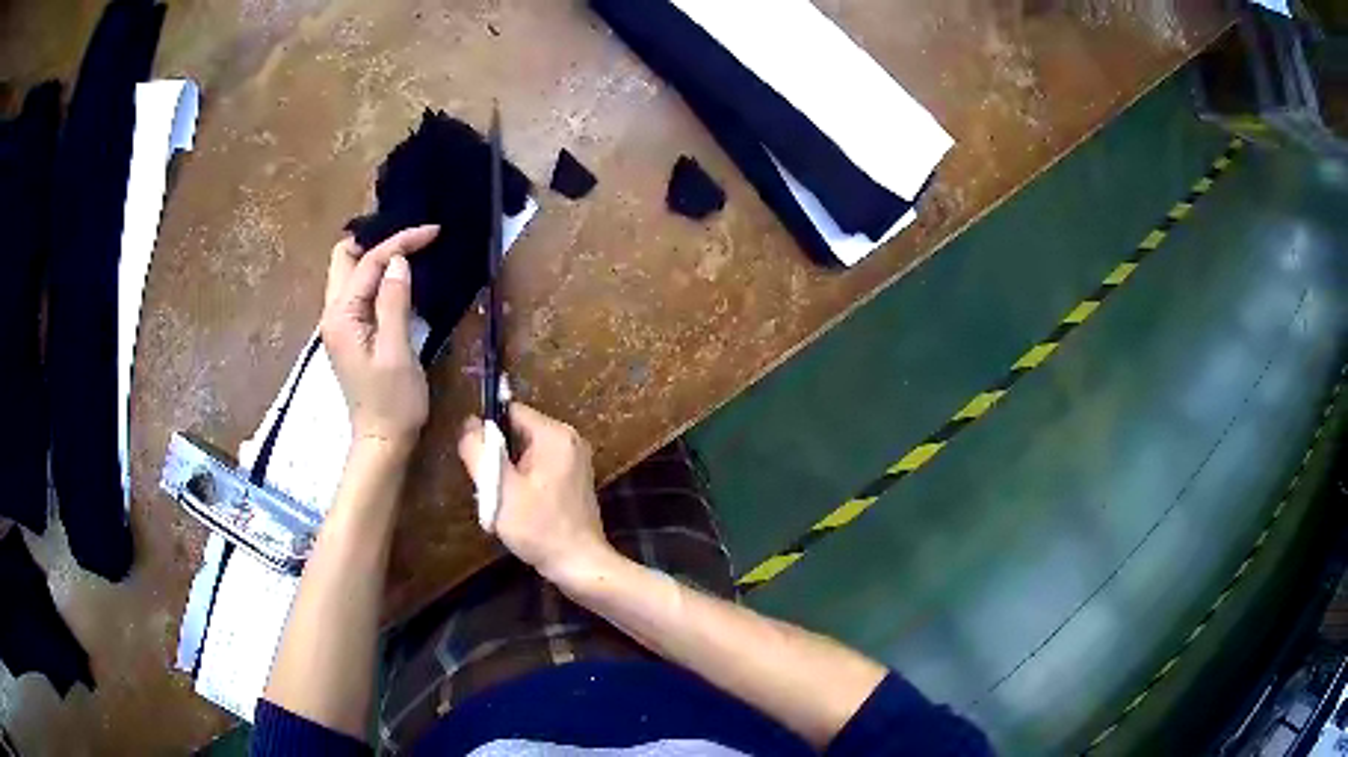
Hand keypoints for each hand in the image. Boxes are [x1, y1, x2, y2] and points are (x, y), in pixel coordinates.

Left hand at [322, 225, 438, 454]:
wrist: (383, 441)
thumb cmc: (394, 402)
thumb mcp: (398, 351)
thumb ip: (394, 302)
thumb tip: (399, 261)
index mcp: (341, 316)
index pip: (368, 263)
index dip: (400, 242)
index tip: (433, 231)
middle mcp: (332, 314)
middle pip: (344, 258)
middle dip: (376, 240)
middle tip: (412, 238)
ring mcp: (338, 324)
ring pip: (348, 272)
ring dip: (374, 256)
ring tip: (409, 249)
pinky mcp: (349, 333)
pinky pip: (356, 290)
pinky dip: (375, 275)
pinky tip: (396, 276)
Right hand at [458, 404, 616, 585]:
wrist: (580, 565)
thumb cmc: (539, 528)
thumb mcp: (499, 489)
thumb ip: (480, 452)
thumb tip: (470, 423)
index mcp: (555, 434)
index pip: (510, 411)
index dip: (488, 431)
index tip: (478, 460)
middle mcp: (570, 439)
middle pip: (517, 431)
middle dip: (498, 455)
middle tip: (491, 487)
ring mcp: (575, 459)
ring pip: (525, 452)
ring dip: (509, 472)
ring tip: (504, 501)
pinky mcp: (574, 479)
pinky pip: (539, 467)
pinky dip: (524, 481)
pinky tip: (520, 508)